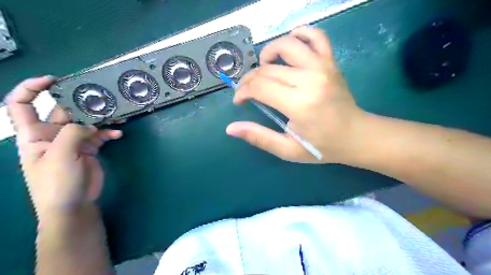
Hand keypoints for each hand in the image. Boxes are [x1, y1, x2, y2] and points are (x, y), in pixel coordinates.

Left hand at [6, 77, 121, 221]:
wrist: (73, 205)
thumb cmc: (56, 182)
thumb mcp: (60, 156)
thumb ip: (73, 133)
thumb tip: (90, 124)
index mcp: (33, 135)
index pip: (22, 105)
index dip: (32, 89)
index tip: (53, 80)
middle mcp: (52, 135)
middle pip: (64, 112)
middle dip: (80, 104)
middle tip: (100, 99)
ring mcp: (72, 142)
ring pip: (86, 123)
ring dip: (100, 119)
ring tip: (115, 115)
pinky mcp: (89, 149)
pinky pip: (99, 136)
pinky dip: (109, 134)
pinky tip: (118, 135)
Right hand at [226, 25, 367, 163]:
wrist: (356, 136)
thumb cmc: (322, 146)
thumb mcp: (287, 149)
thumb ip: (259, 137)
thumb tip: (230, 128)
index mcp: (299, 104)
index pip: (260, 87)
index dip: (243, 91)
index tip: (239, 100)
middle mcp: (310, 80)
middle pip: (268, 69)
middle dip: (249, 79)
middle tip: (247, 91)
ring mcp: (323, 67)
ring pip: (286, 45)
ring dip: (268, 53)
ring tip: (264, 67)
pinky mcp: (331, 62)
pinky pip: (315, 36)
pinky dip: (299, 34)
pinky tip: (290, 46)